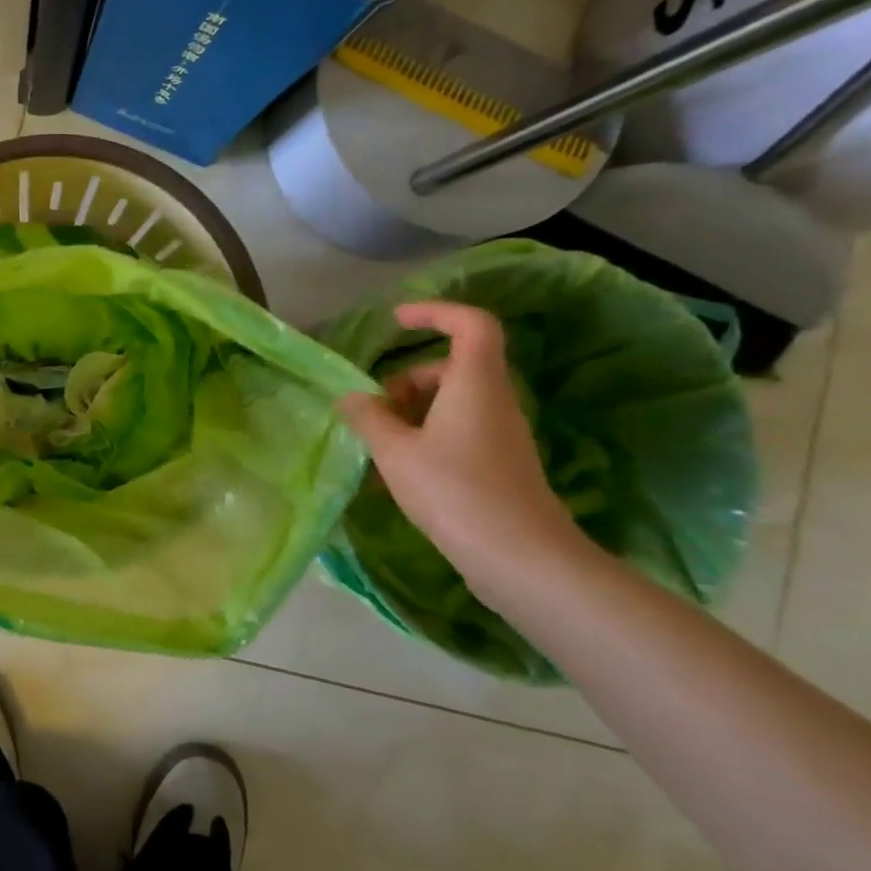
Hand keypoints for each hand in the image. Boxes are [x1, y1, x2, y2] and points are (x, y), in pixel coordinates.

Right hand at [338, 302, 587, 599]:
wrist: (520, 558)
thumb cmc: (454, 491)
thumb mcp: (394, 451)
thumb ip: (368, 417)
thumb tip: (350, 397)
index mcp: (474, 383)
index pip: (470, 323)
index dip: (435, 312)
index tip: (396, 322)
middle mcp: (494, 400)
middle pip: (451, 367)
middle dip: (407, 380)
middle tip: (375, 409)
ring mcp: (500, 434)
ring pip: (452, 402)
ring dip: (411, 412)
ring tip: (380, 446)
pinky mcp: (499, 463)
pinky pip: (457, 431)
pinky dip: (425, 437)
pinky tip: (398, 473)